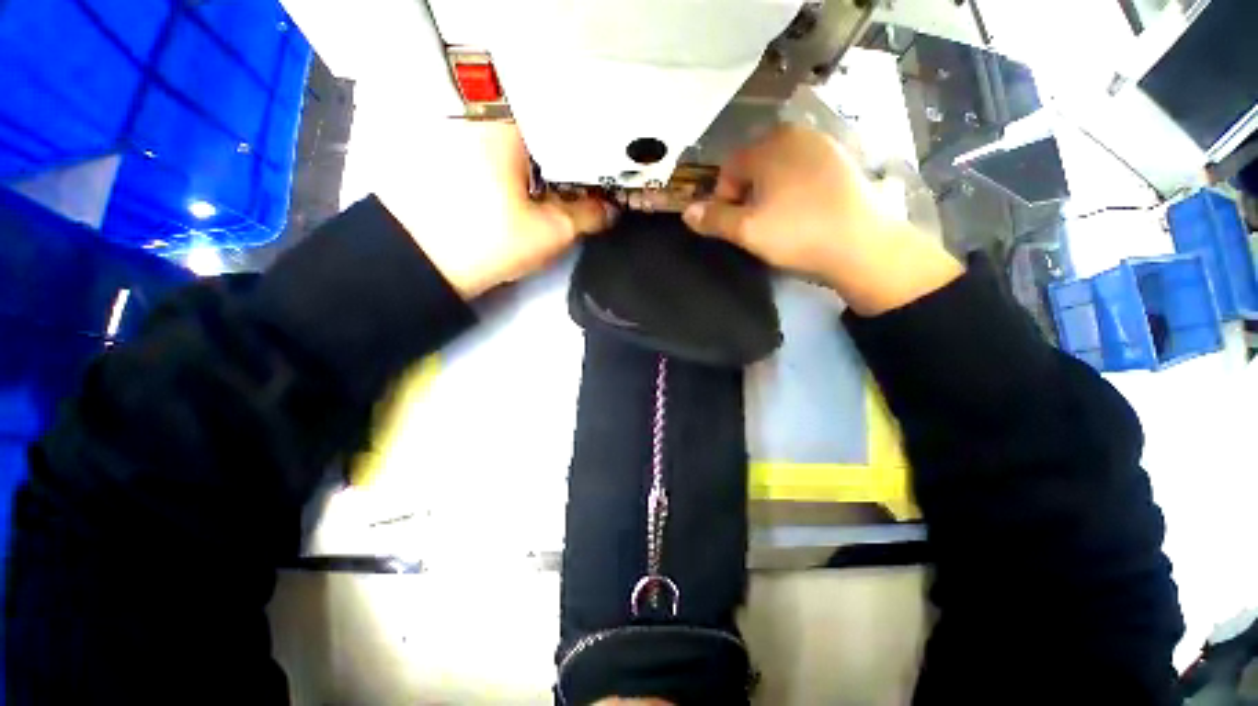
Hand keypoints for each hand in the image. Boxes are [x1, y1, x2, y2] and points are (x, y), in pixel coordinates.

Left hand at [388, 122, 613, 298]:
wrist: (418, 262)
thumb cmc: (487, 241)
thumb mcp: (549, 232)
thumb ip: (588, 216)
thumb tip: (611, 209)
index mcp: (509, 124)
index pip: (567, 123)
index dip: (593, 149)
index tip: (608, 172)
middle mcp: (481, 116)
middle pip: (543, 131)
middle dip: (570, 159)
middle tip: (589, 186)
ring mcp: (460, 132)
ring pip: (520, 143)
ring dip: (544, 166)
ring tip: (563, 191)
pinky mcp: (447, 153)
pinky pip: (498, 153)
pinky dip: (519, 170)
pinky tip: (529, 192)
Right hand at [682, 124, 962, 315]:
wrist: (863, 246)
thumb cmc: (797, 234)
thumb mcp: (747, 231)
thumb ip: (713, 220)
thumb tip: (686, 212)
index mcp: (770, 146)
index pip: (729, 167)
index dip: (723, 198)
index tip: (733, 223)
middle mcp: (796, 134)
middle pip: (754, 165)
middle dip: (746, 193)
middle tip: (755, 223)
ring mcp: (823, 145)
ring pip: (779, 167)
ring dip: (769, 191)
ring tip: (778, 220)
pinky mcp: (842, 161)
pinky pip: (803, 171)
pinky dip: (793, 188)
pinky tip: (803, 212)